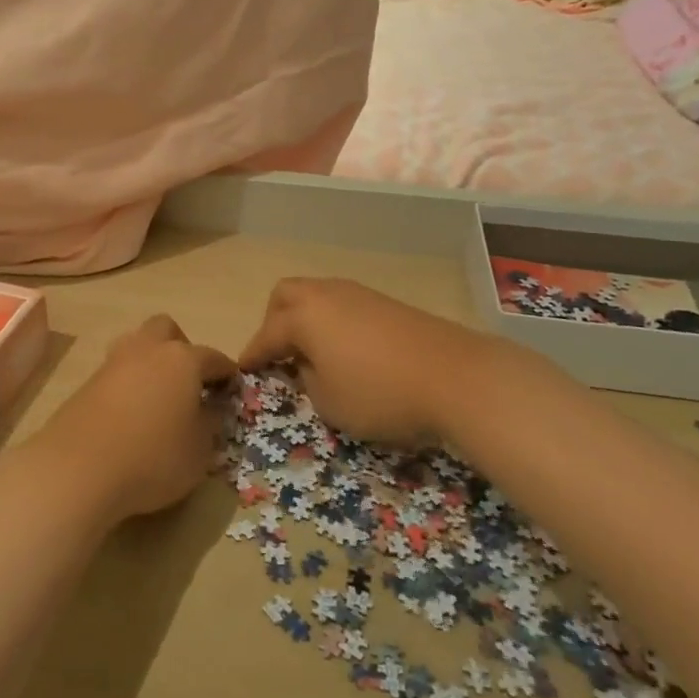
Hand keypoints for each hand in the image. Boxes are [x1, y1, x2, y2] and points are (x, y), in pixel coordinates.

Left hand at [27, 315, 236, 525]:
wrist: (79, 468)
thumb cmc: (153, 458)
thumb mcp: (199, 451)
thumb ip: (210, 425)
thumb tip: (210, 409)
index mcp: (182, 359)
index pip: (213, 357)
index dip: (226, 373)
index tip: (232, 388)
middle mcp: (148, 350)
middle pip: (167, 329)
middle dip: (182, 347)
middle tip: (188, 382)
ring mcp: (113, 363)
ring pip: (136, 344)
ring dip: (150, 361)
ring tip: (157, 396)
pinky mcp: (87, 382)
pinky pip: (117, 372)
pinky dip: (128, 383)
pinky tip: (131, 413)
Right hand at [239, 277, 540, 447]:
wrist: (456, 376)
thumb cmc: (381, 394)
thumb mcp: (330, 403)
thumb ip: (307, 381)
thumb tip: (308, 364)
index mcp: (304, 316)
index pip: (267, 334)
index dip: (252, 355)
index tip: (242, 371)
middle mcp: (327, 294)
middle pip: (287, 295)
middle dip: (275, 321)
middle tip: (278, 353)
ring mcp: (360, 294)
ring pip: (318, 295)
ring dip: (306, 319)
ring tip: (313, 354)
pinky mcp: (387, 304)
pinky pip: (344, 305)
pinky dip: (333, 322)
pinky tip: (346, 350)